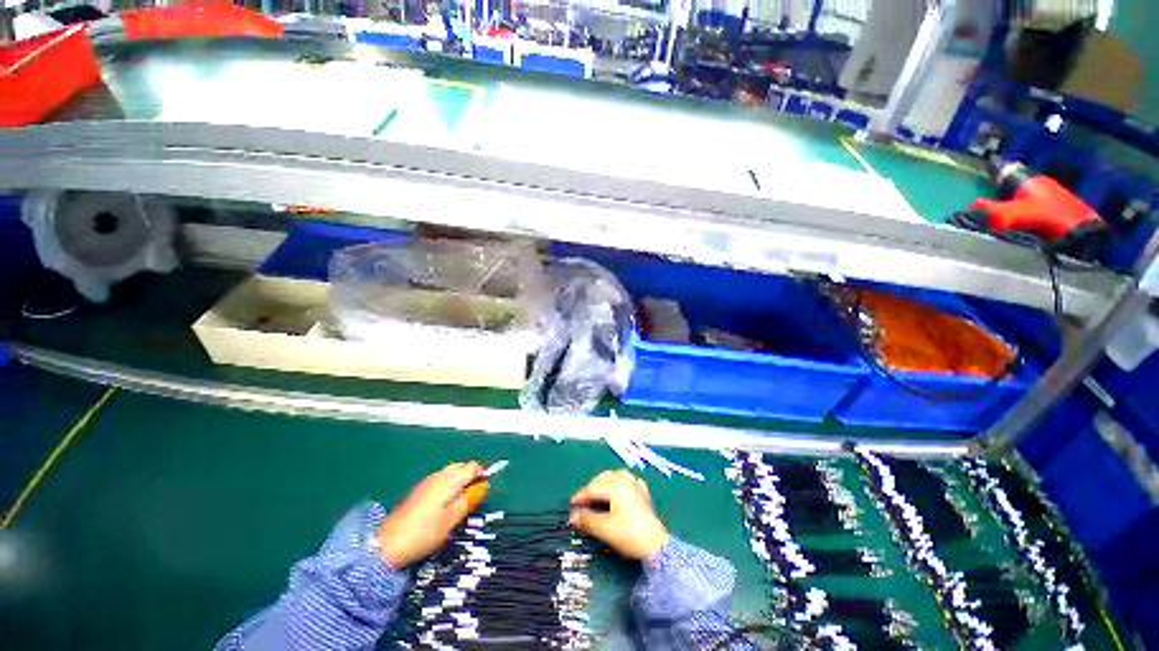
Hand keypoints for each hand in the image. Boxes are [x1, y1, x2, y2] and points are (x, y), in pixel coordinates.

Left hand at [378, 461, 483, 568]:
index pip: (473, 467)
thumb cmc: (424, 532)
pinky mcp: (419, 491)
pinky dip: (448, 487)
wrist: (387, 544)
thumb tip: (483, 486)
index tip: (484, 493)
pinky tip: (445, 505)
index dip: (482, 476)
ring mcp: (427, 482)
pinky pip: (441, 481)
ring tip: (460, 504)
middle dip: (471, 477)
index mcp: (450, 479)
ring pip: (451, 473)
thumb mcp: (452, 518)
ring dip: (460, 482)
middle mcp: (439, 475)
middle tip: (473, 499)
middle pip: (462, 467)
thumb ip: (469, 499)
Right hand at [569, 469, 669, 561]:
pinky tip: (620, 490)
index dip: (581, 496)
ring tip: (599, 492)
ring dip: (605, 481)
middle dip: (592, 487)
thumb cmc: (629, 535)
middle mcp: (626, 481)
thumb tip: (573, 516)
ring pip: (617, 475)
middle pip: (604, 478)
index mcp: (616, 486)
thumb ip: (587, 520)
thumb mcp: (605, 529)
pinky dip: (621, 483)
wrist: (656, 546)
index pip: (593, 488)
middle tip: (584, 501)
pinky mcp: (643, 494)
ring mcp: (636, 486)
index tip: (571, 505)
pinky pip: (630, 481)